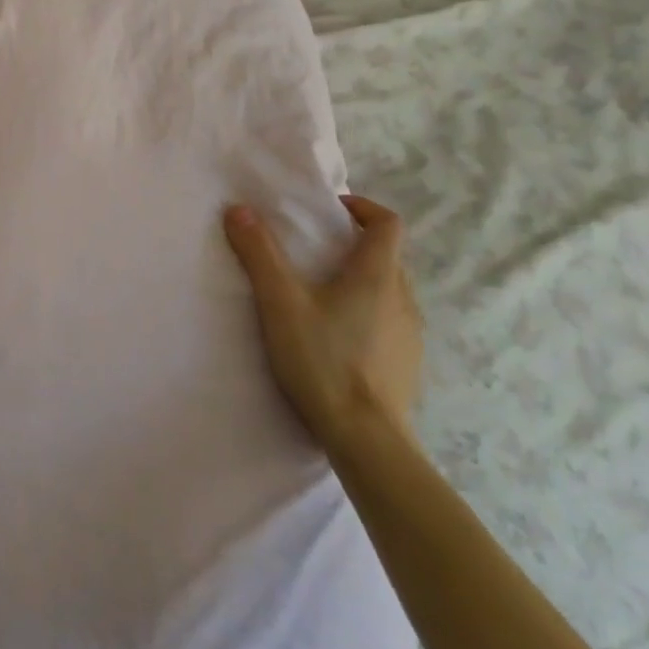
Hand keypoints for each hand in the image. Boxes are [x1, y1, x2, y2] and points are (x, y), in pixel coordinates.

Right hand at [223, 196, 422, 449]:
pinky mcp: (407, 364)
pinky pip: (390, 322)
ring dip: (361, 282)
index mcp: (377, 274)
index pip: (387, 222)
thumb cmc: (323, 360)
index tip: (330, 212)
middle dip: (353, 246)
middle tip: (314, 253)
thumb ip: (259, 253)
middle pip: (387, 255)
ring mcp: (410, 334)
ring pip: (389, 290)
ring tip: (321, 297)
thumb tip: (238, 209)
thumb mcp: (280, 302)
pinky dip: (367, 314)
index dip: (362, 208)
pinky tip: (337, 339)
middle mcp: (403, 297)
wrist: (366, 439)